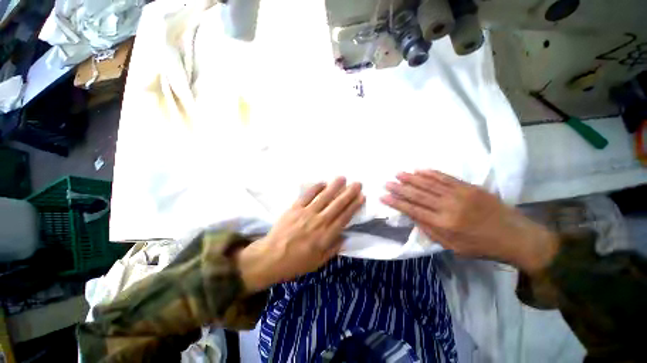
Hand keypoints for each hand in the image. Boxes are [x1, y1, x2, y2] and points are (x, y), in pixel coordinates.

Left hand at [238, 177, 364, 291]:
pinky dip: (315, 188)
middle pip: (337, 204)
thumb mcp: (318, 262)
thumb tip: (345, 238)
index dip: (354, 206)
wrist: (270, 257)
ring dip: (334, 187)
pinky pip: (307, 195)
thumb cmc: (295, 262)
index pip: (344, 217)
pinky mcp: (294, 208)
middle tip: (357, 183)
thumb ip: (333, 249)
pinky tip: (322, 182)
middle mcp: (319, 221)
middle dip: (349, 193)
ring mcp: (306, 213)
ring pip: (324, 197)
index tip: (362, 197)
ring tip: (343, 178)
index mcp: (326, 236)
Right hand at [381, 170, 557, 273]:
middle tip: (387, 182)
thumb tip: (413, 217)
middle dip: (400, 188)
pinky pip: (446, 178)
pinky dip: (431, 173)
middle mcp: (448, 207)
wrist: (515, 236)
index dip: (397, 203)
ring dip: (412, 178)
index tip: (384, 196)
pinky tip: (420, 169)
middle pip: (418, 195)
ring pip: (429, 184)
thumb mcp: (453, 247)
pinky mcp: (469, 187)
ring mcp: (459, 194)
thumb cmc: (481, 246)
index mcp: (444, 224)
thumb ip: (431, 231)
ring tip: (398, 173)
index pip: (413, 210)